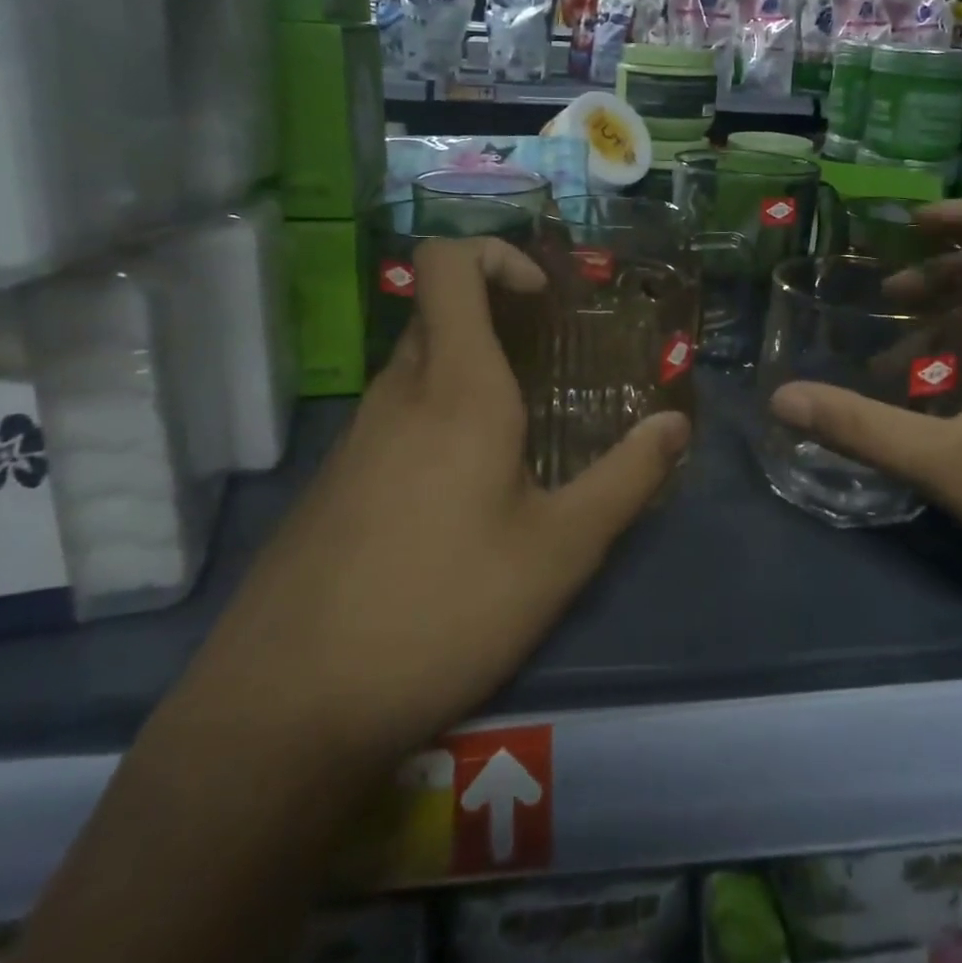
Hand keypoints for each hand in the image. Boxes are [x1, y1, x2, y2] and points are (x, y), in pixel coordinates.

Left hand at [185, 236, 690, 765]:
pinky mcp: (336, 482)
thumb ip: (626, 479)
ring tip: (523, 438)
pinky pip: (397, 419)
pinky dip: (441, 422)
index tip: (545, 302)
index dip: (497, 255)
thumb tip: (676, 424)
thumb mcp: (559, 551)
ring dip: (474, 378)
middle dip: (501, 322)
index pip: (447, 263)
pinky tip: (467, 496)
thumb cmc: (441, 609)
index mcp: (455, 388)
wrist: (286, 707)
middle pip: (441, 315)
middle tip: (553, 371)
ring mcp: (356, 438)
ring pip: (420, 371)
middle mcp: (398, 394)